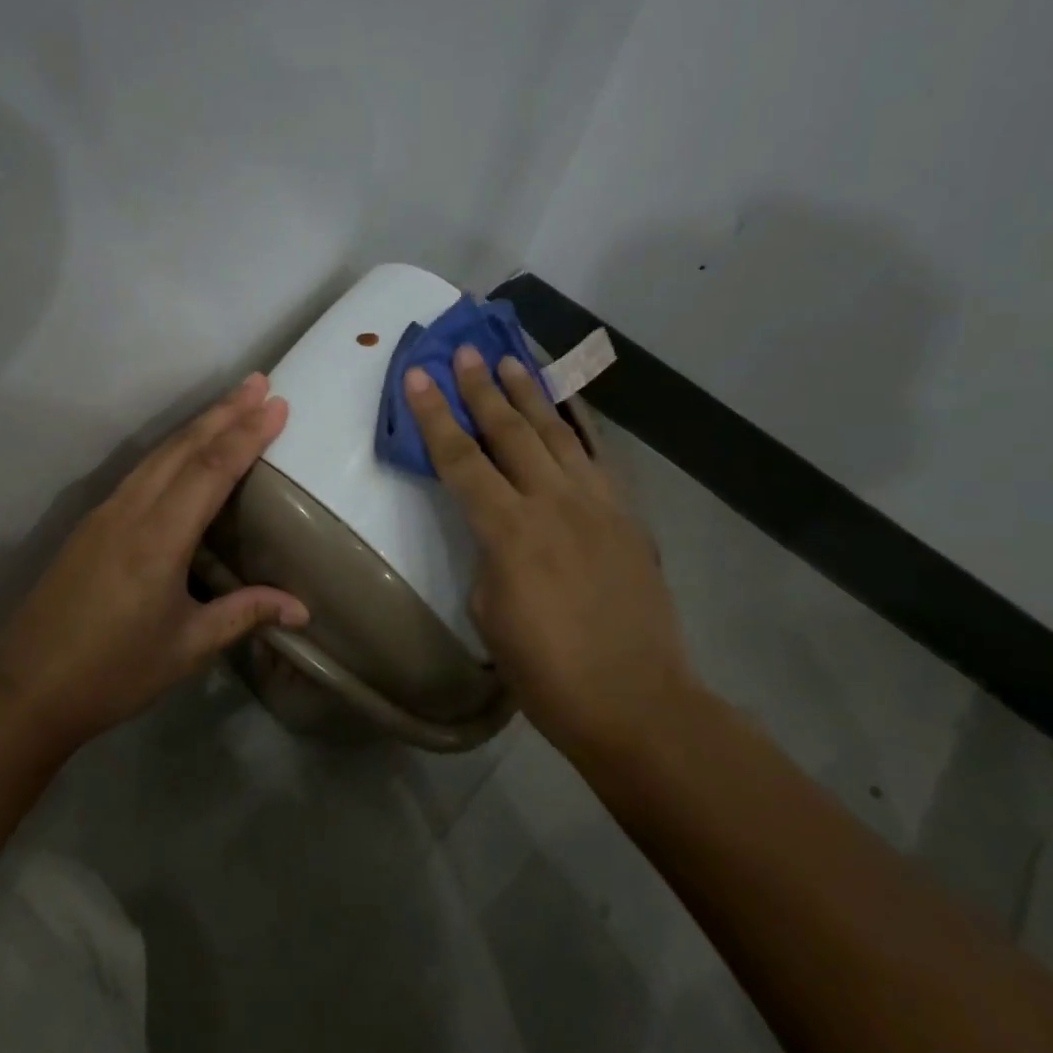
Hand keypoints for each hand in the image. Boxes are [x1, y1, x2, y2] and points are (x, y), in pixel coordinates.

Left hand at [0, 374, 308, 752]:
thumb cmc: (112, 672)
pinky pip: (142, 470)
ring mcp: (106, 513)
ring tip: (231, 402)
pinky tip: (185, 449)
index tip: (277, 404)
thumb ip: (244, 614)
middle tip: (259, 381)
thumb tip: (302, 609)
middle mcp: (131, 511)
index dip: (247, 435)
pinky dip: (173, 448)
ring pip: (159, 453)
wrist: (23, 687)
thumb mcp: (187, 647)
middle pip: (183, 447)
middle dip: (224, 411)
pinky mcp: (92, 523)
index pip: (211, 470)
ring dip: (198, 424)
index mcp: (159, 539)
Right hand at [403, 346, 696, 757]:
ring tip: (511, 361)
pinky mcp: (626, 517)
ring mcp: (597, 505)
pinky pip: (598, 458)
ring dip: (530, 394)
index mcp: (509, 532)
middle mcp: (553, 503)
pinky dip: (578, 426)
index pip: (460, 460)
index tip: (416, 376)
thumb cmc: (547, 670)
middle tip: (464, 351)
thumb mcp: (490, 612)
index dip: (433, 416)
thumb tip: (499, 531)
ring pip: (557, 434)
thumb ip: (489, 555)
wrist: (636, 702)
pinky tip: (567, 408)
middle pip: (510, 432)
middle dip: (482, 388)